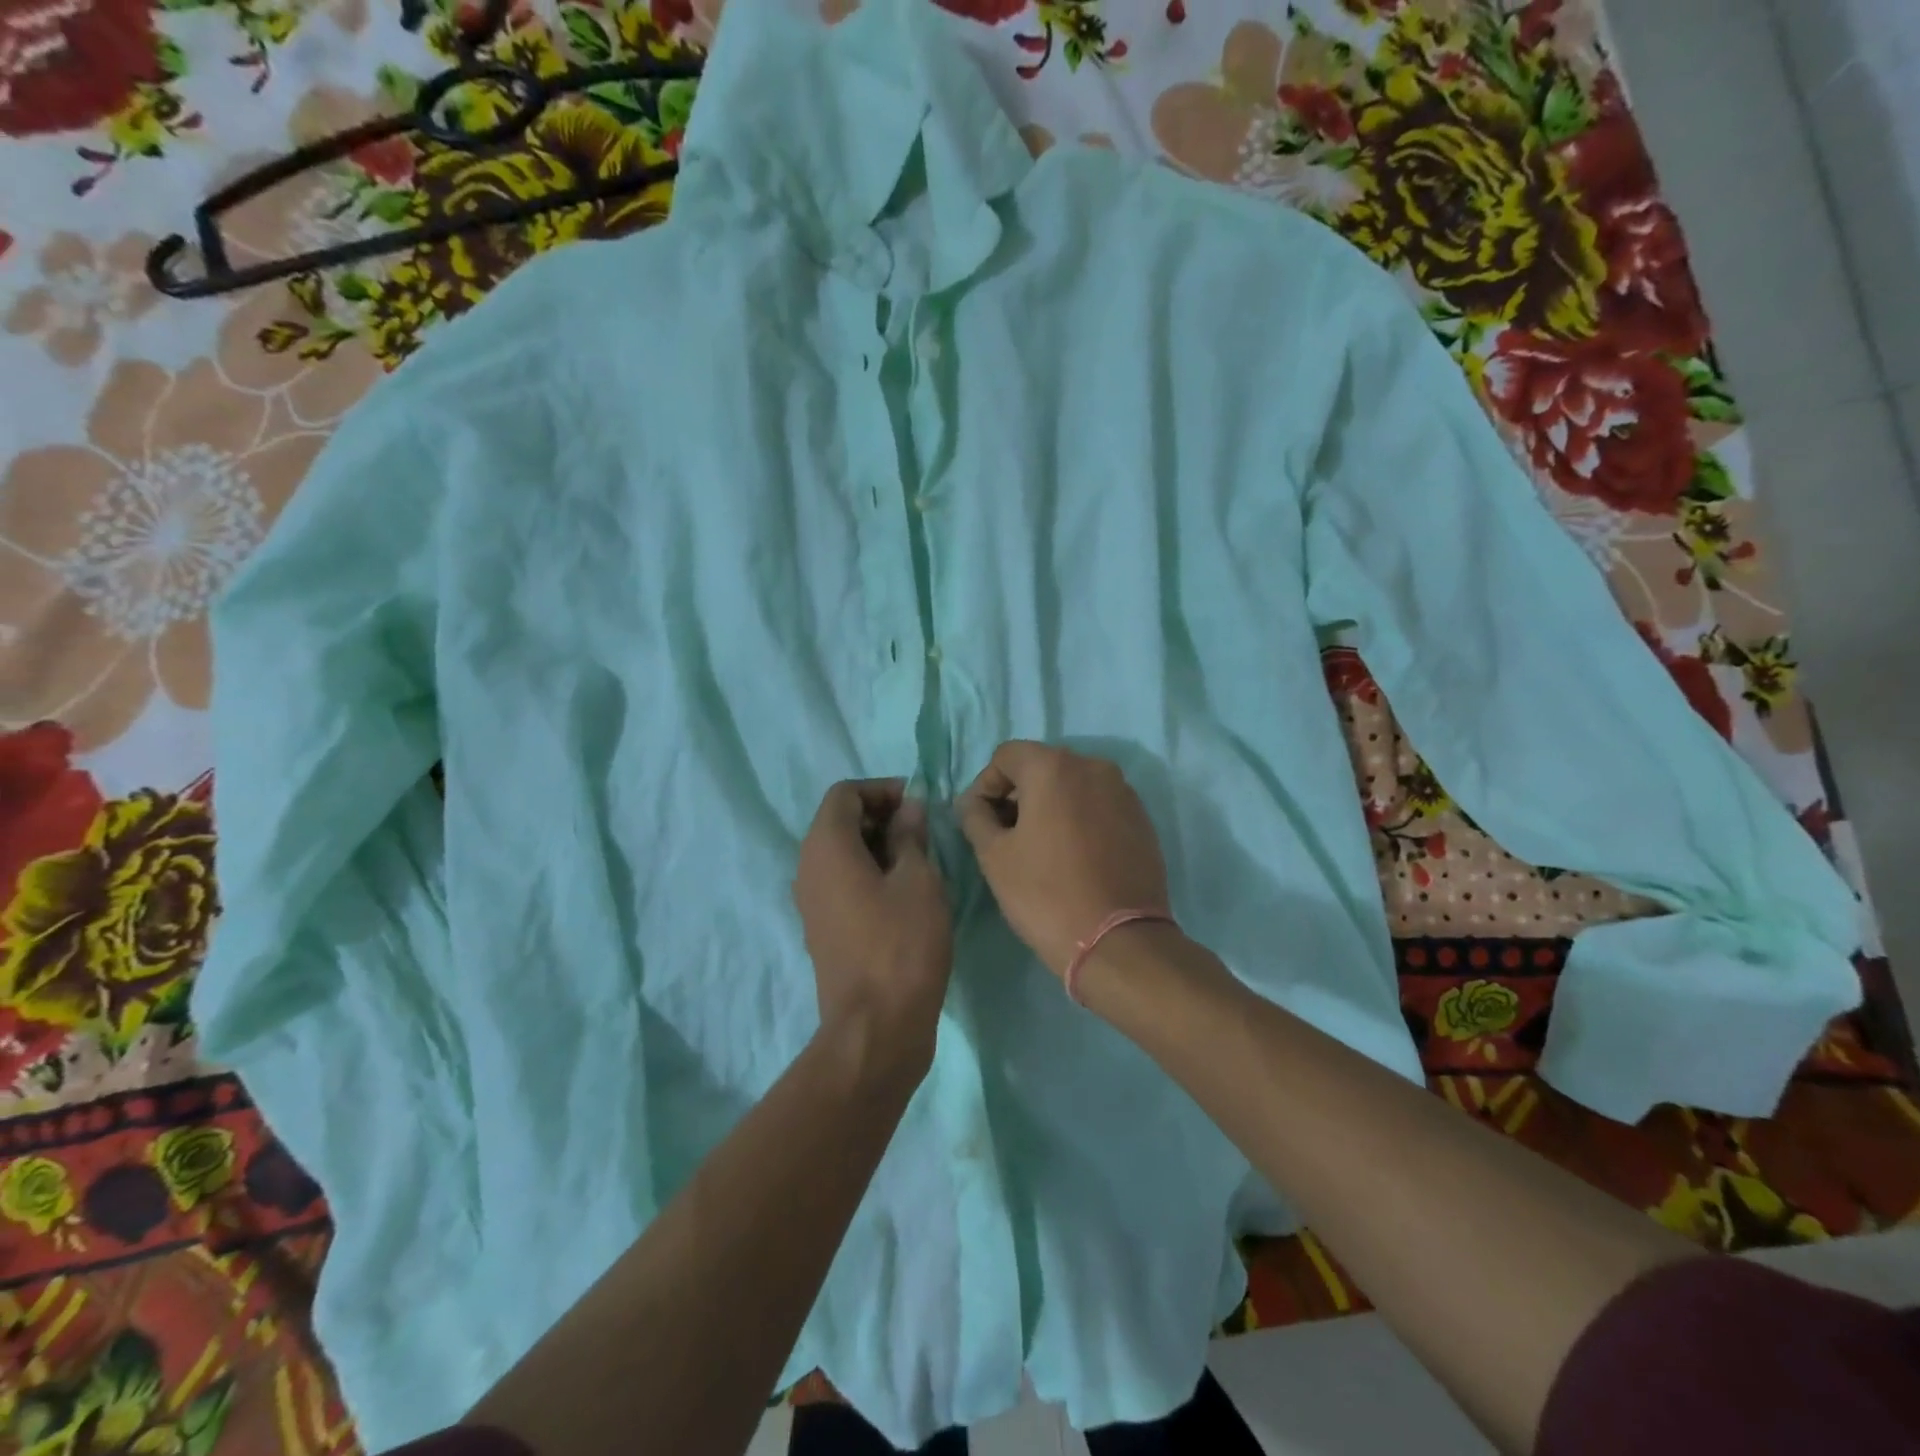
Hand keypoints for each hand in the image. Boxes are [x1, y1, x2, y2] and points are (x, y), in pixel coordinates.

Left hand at [793, 779, 953, 1081]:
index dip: (882, 790)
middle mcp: (808, 868)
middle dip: (881, 816)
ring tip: (920, 861)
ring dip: (878, 846)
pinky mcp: (823, 928)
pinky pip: (841, 882)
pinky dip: (869, 873)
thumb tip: (909, 808)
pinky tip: (904, 893)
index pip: (845, 793)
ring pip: (841, 853)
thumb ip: (910, 835)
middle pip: (839, 821)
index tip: (918, 805)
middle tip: (923, 831)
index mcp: (826, 847)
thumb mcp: (919, 880)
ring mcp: (812, 901)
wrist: (876, 1027)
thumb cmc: (902, 944)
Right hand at [958, 742, 1170, 977]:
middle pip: (1041, 766)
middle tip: (1005, 836)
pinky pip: (1098, 806)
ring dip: (1049, 806)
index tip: (979, 822)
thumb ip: (975, 817)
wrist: (1119, 941)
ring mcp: (1123, 792)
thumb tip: (973, 803)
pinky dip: (1079, 819)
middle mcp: (1092, 766)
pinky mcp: (1141, 819)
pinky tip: (1072, 857)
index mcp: (1053, 767)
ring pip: (1072, 786)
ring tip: (1039, 848)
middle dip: (1017, 794)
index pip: (1006, 756)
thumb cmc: (1046, 894)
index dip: (985, 785)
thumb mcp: (994, 856)